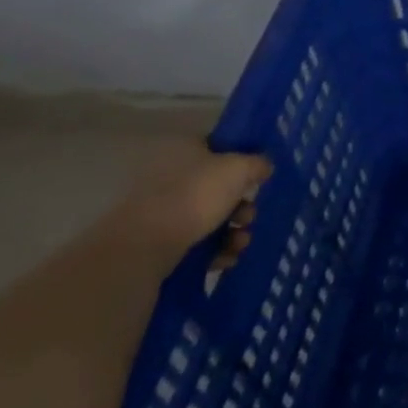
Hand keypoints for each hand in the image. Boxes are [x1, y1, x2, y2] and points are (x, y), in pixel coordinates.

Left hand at [109, 140, 271, 268]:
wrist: (143, 247)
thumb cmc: (194, 196)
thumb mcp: (239, 169)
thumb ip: (257, 163)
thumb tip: (264, 166)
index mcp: (184, 150)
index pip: (218, 147)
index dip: (242, 160)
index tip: (258, 177)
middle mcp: (169, 176)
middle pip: (217, 187)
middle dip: (241, 205)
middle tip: (250, 216)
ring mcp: (161, 211)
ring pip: (209, 217)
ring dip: (232, 231)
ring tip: (240, 243)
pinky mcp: (156, 242)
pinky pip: (195, 242)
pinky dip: (214, 250)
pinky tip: (226, 260)